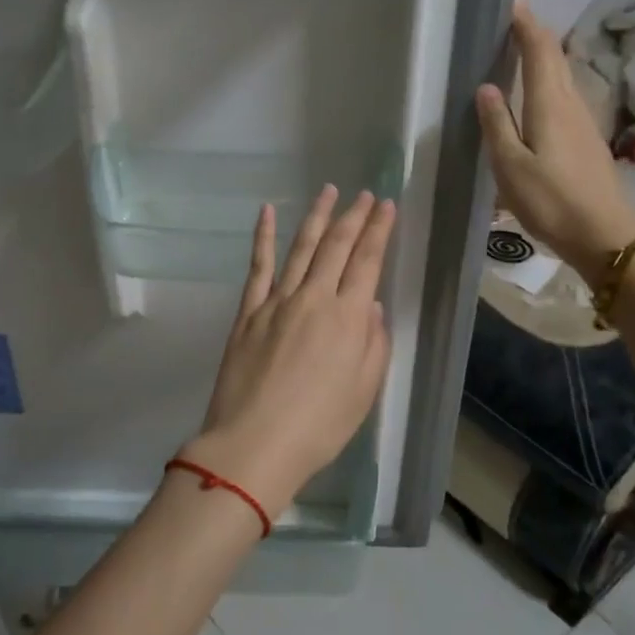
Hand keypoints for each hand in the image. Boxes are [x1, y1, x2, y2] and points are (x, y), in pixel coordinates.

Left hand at [185, 187, 396, 519]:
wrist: (254, 443)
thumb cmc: (318, 426)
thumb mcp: (363, 391)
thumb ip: (373, 344)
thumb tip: (370, 306)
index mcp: (347, 318)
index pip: (367, 262)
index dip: (378, 231)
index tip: (386, 206)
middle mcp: (313, 299)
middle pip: (336, 247)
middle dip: (353, 217)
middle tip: (364, 194)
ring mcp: (276, 301)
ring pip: (300, 248)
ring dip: (317, 217)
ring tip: (328, 190)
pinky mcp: (248, 312)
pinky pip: (258, 266)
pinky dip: (262, 236)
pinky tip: (267, 212)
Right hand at [475, 0, 634, 279]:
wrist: (604, 234)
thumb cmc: (550, 200)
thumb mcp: (510, 166)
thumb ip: (497, 125)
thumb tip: (487, 87)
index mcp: (549, 106)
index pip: (540, 54)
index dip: (528, 28)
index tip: (517, 5)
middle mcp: (571, 105)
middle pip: (557, 61)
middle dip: (539, 37)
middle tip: (520, 20)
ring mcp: (584, 123)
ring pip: (565, 78)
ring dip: (547, 59)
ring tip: (527, 51)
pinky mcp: (588, 141)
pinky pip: (567, 97)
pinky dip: (552, 82)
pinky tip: (543, 95)